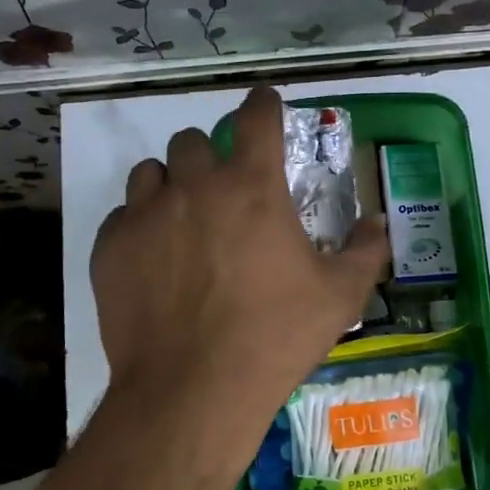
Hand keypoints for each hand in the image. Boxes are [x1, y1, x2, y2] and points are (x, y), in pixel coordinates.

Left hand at [91, 85, 388, 429]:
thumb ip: (365, 251)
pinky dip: (139, 226)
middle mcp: (194, 186)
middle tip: (222, 191)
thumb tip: (377, 223)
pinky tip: (152, 260)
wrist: (193, 388)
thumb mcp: (340, 296)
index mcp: (252, 187)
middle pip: (192, 141)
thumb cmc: (275, 337)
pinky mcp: (111, 247)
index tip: (263, 102)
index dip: (262, 103)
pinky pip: (122, 216)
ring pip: (150, 172)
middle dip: (209, 156)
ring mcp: (146, 214)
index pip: (256, 117)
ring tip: (182, 221)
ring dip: (169, 185)